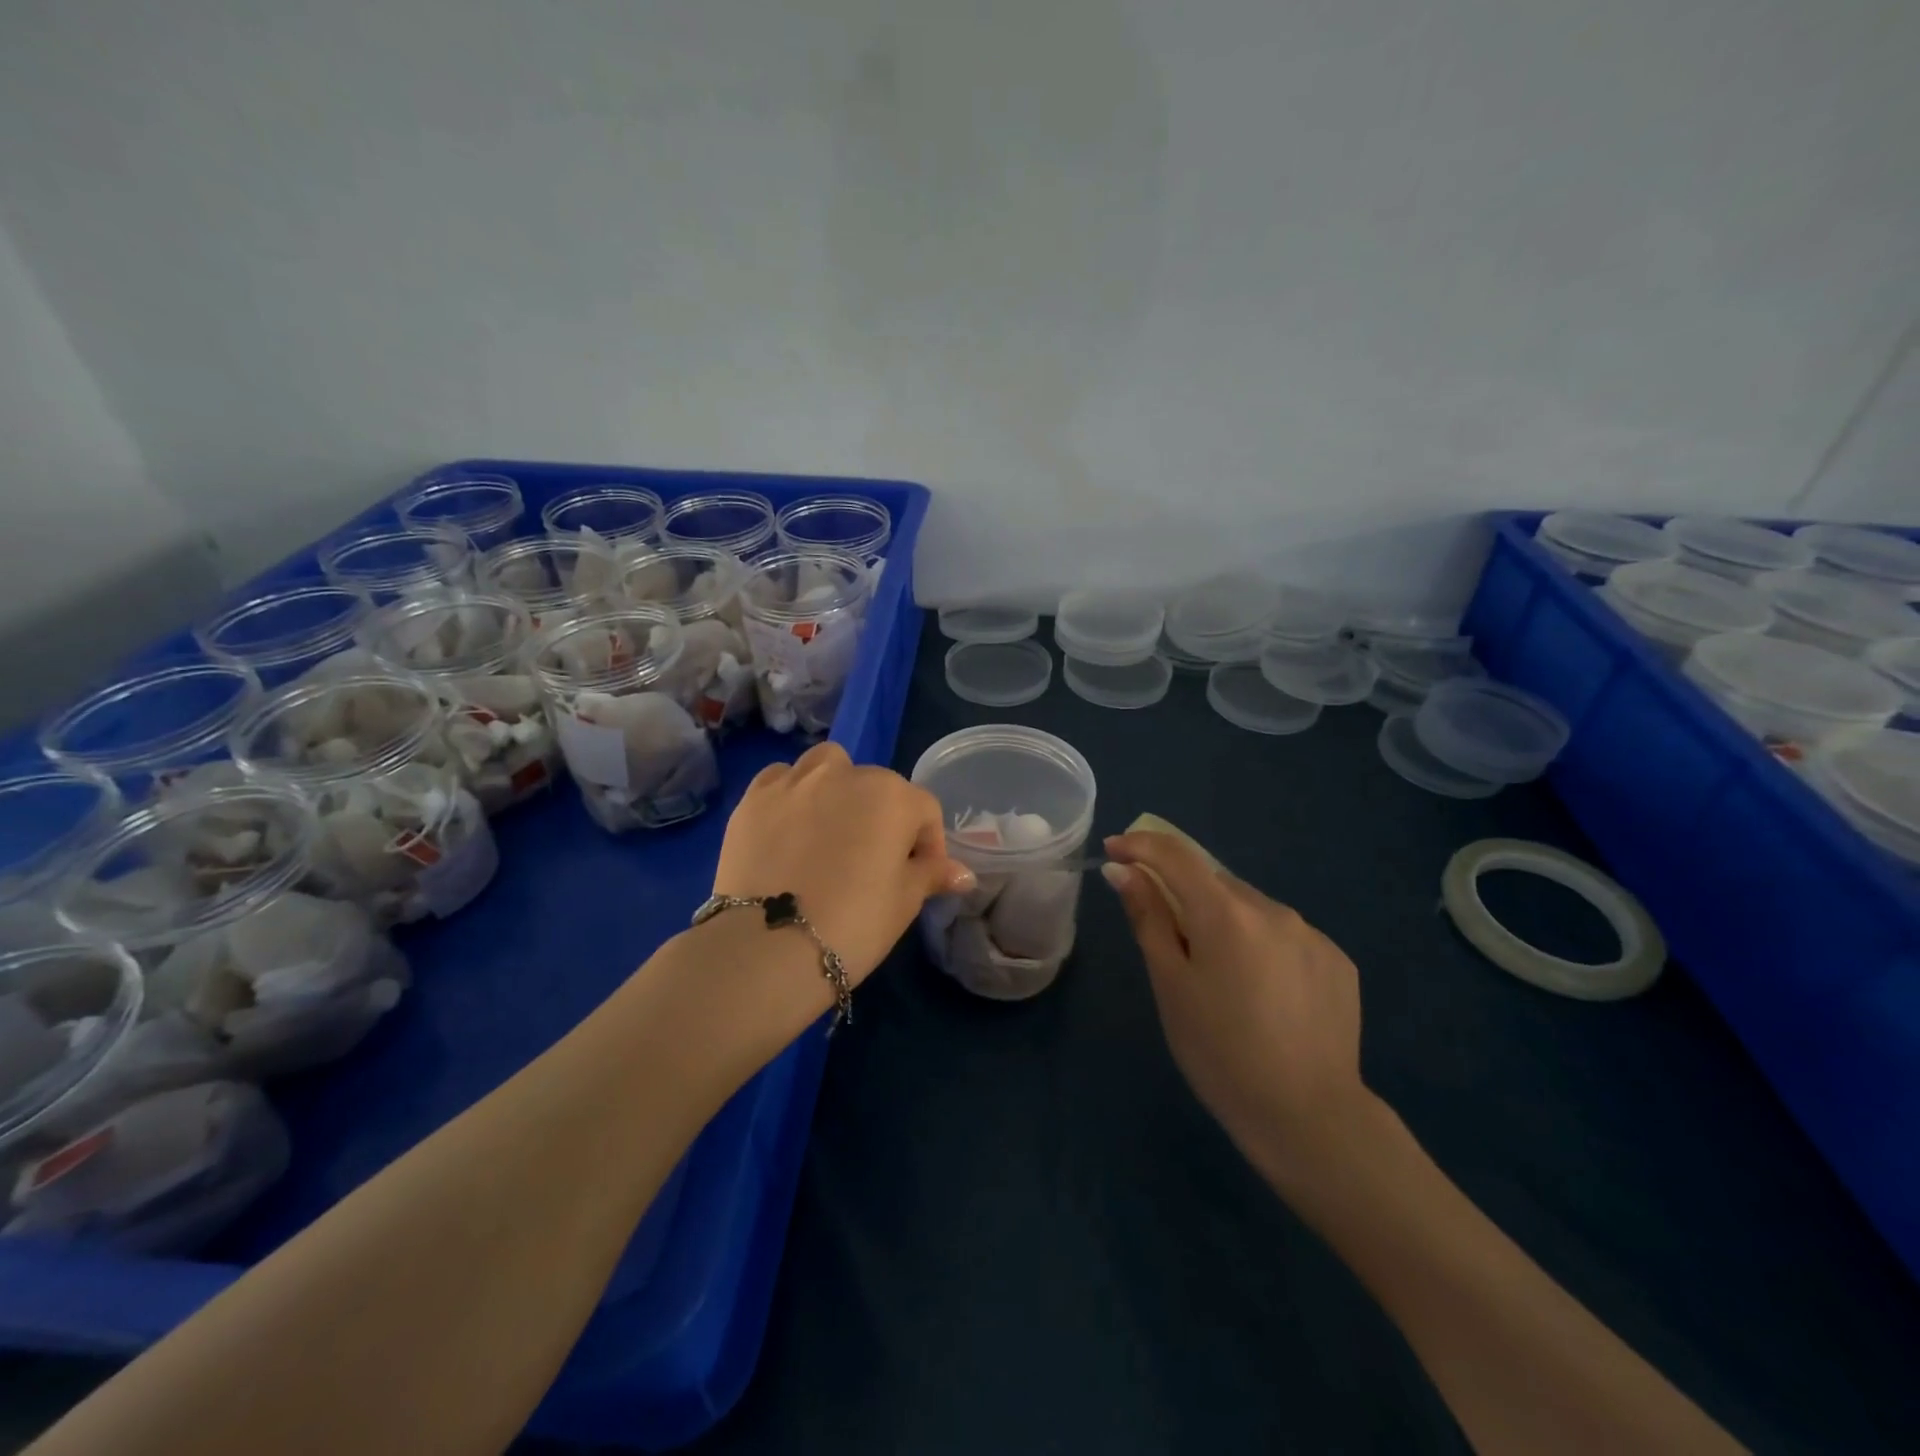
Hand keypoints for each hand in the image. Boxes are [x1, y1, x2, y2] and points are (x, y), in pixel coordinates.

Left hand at [713, 742, 974, 983]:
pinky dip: (791, 794)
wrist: (768, 946)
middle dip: (881, 817)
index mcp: (892, 796)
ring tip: (829, 829)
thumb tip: (963, 873)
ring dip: (837, 788)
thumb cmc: (853, 923)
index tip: (918, 877)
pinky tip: (788, 826)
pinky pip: (782, 779)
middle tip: (871, 862)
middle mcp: (846, 774)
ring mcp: (796, 781)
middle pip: (877, 787)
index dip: (927, 845)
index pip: (924, 811)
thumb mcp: (904, 902)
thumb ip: (932, 874)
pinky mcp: (754, 797)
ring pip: (828, 767)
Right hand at [1102, 829, 1375, 1189]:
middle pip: (1215, 884)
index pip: (1176, 855)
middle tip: (1171, 944)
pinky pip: (1286, 937)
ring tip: (1223, 980)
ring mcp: (1312, 934)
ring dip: (1227, 923)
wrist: (1309, 1118)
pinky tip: (1265, 995)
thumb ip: (1148, 918)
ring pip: (1252, 910)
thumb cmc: (1220, 1052)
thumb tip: (1124, 870)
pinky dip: (1263, 948)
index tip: (1114, 849)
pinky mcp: (1338, 962)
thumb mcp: (1171, 985)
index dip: (1140, 846)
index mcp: (1226, 912)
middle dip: (1185, 896)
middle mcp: (1273, 909)